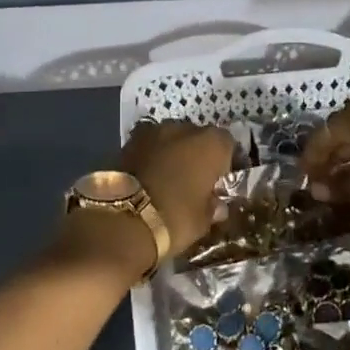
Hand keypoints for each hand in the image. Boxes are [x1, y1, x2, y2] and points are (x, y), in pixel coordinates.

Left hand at [121, 120, 233, 256]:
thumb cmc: (174, 218)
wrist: (121, 217)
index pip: (227, 143)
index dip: (227, 160)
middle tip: (196, 179)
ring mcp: (153, 131)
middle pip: (197, 137)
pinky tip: (149, 176)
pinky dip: (152, 157)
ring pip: (171, 139)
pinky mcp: (128, 140)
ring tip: (170, 177)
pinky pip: (149, 146)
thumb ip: (213, 207)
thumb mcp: (203, 221)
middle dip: (198, 154)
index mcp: (210, 144)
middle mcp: (184, 128)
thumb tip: (217, 204)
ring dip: (173, 153)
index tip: (224, 179)